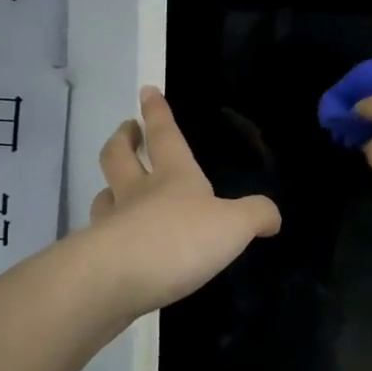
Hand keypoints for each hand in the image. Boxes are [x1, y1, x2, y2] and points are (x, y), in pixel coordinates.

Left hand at [86, 85, 281, 321]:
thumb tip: (273, 216)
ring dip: (108, 187)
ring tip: (112, 188)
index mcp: (174, 176)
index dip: (157, 112)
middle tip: (126, 130)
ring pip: (104, 196)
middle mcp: (137, 193)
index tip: (146, 90)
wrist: (117, 280)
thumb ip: (255, 216)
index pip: (164, 135)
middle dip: (123, 140)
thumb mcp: (233, 226)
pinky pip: (100, 237)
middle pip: (120, 157)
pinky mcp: (98, 258)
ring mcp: (112, 224)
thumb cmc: (180, 239)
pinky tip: (115, 244)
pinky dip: (106, 234)